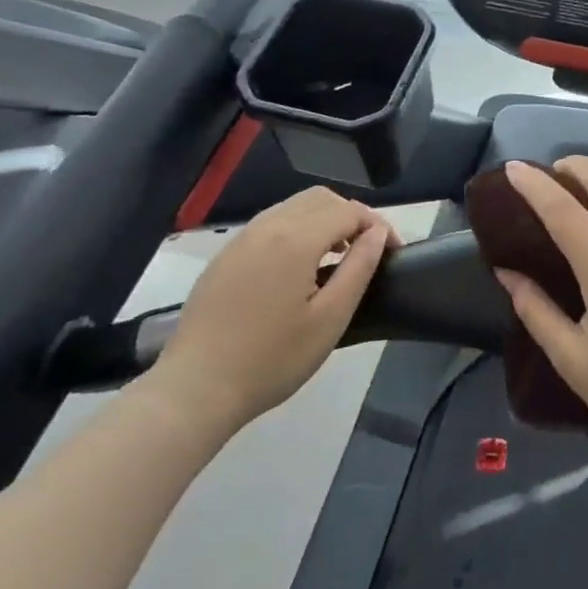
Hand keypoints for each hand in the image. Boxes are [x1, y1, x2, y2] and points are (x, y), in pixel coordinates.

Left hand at [149, 187, 397, 436]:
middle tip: (366, 250)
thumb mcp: (329, 319)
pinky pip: (272, 222)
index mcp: (296, 239)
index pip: (349, 211)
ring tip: (337, 256)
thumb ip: (359, 268)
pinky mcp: (226, 254)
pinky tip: (300, 265)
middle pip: (322, 198)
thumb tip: (377, 233)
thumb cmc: (271, 360)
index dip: (377, 225)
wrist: (194, 390)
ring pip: (295, 205)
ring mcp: (243, 238)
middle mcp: (269, 226)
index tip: (392, 251)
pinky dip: (298, 228)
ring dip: (325, 219)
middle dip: (351, 216)